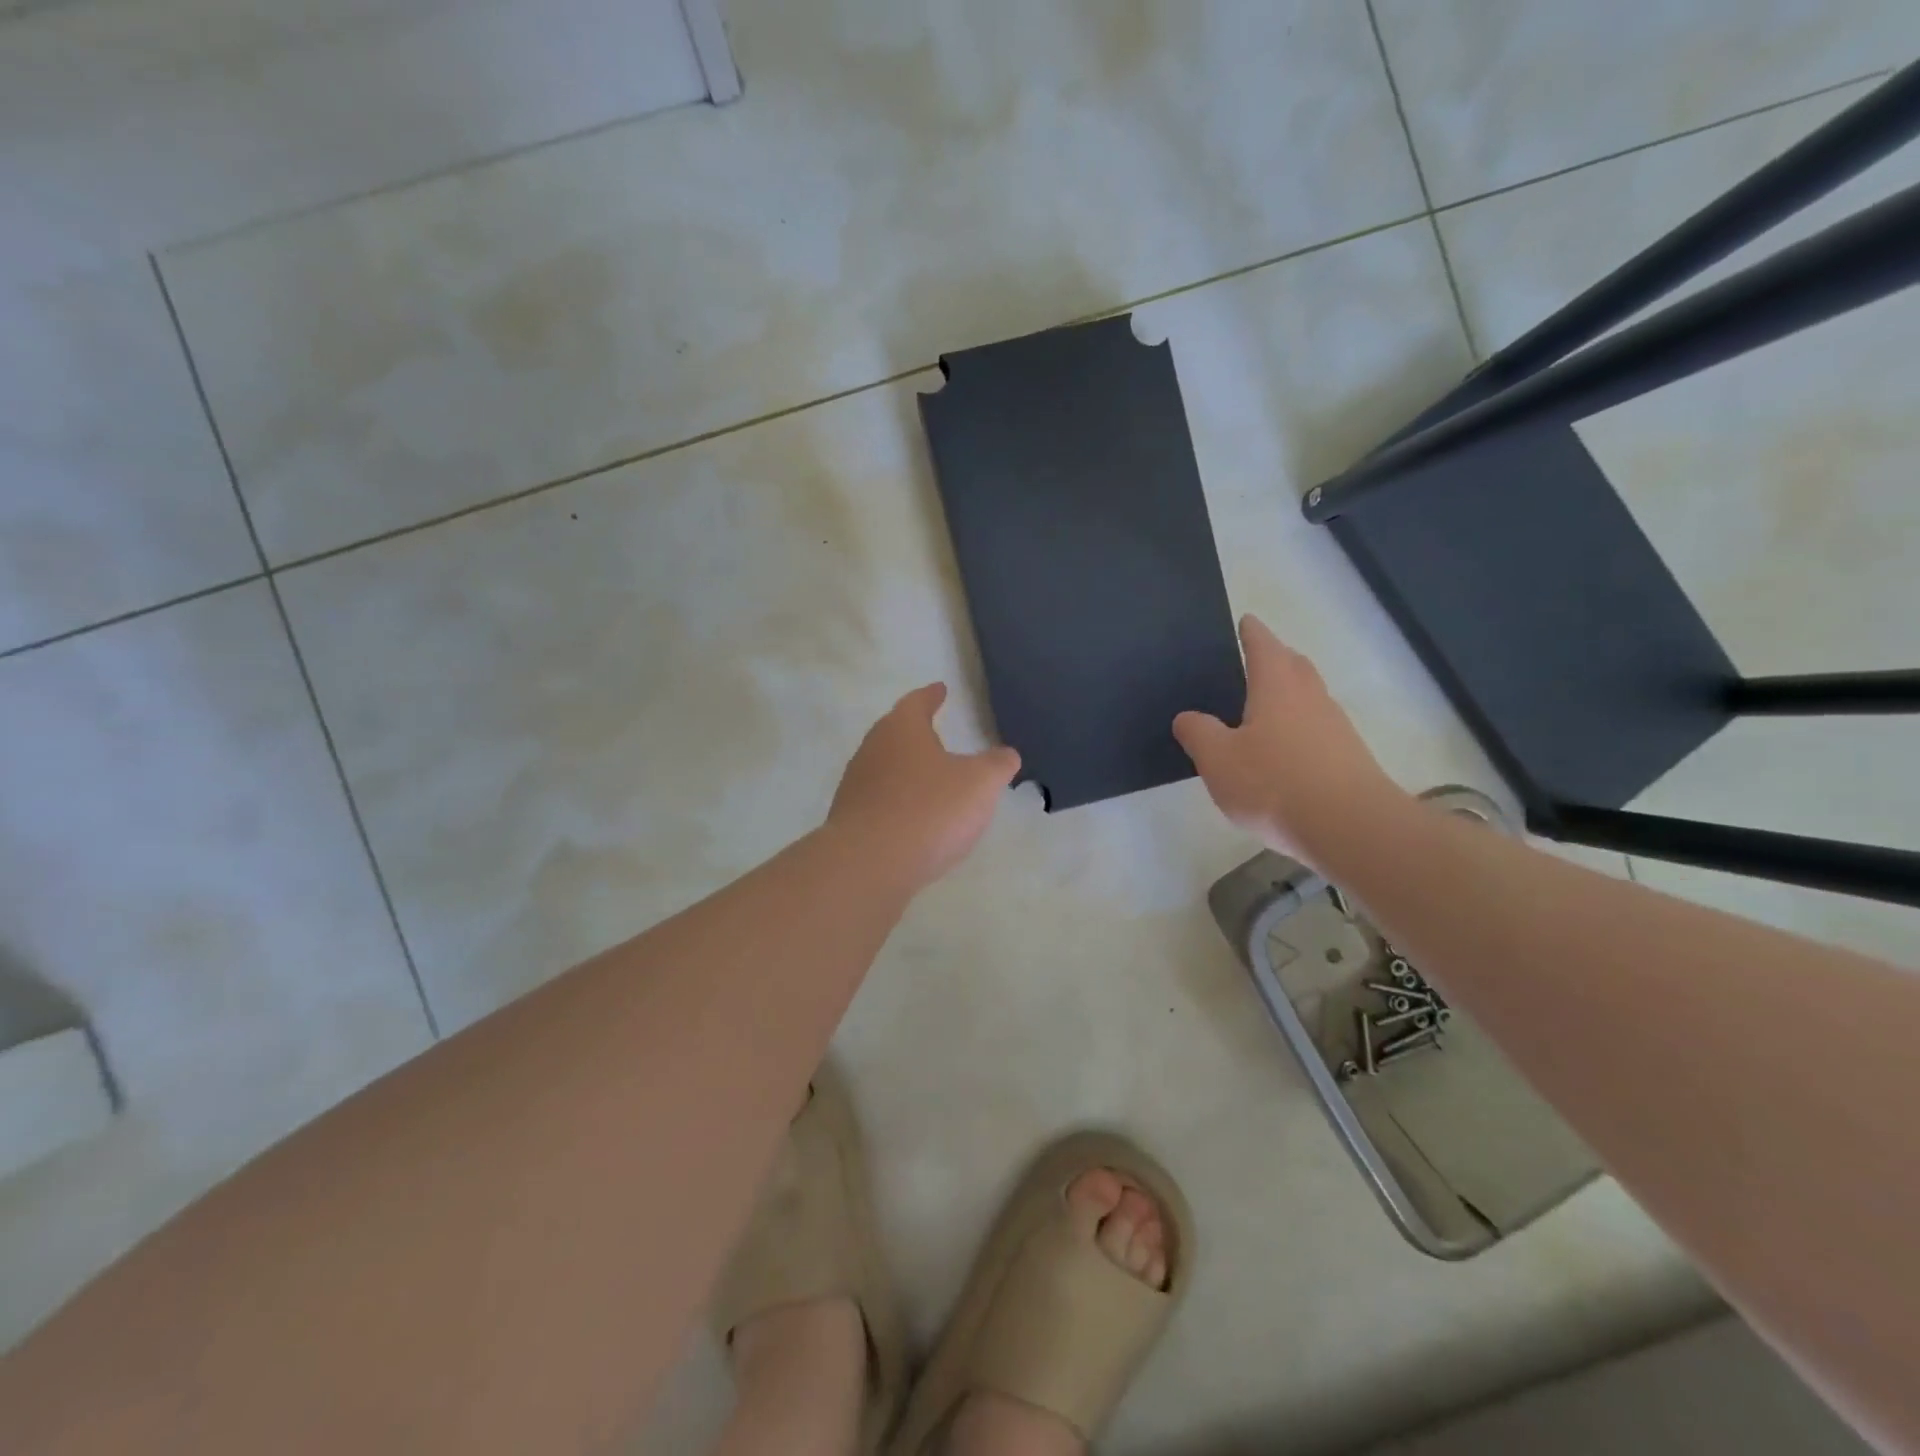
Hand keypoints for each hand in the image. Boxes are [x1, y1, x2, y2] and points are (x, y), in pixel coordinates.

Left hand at [828, 684, 1020, 892]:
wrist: (868, 864)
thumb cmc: (930, 810)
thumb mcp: (979, 784)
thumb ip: (997, 765)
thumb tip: (1006, 754)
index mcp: (902, 729)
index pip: (918, 702)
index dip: (932, 696)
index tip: (940, 690)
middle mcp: (873, 749)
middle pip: (896, 732)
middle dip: (916, 732)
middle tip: (936, 732)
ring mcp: (857, 785)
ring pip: (886, 767)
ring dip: (907, 770)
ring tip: (930, 779)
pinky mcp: (850, 819)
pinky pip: (880, 801)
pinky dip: (899, 802)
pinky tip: (914, 819)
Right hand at [1173, 615, 1406, 865]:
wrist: (1351, 828)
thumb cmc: (1274, 784)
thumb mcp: (1218, 759)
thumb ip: (1198, 733)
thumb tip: (1186, 717)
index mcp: (1277, 686)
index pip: (1263, 645)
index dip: (1251, 632)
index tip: (1245, 621)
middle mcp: (1310, 697)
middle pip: (1294, 665)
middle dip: (1276, 658)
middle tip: (1253, 661)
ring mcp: (1335, 727)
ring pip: (1309, 697)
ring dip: (1289, 694)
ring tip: (1262, 709)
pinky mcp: (1348, 757)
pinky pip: (1318, 729)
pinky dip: (1299, 728)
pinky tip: (1283, 752)